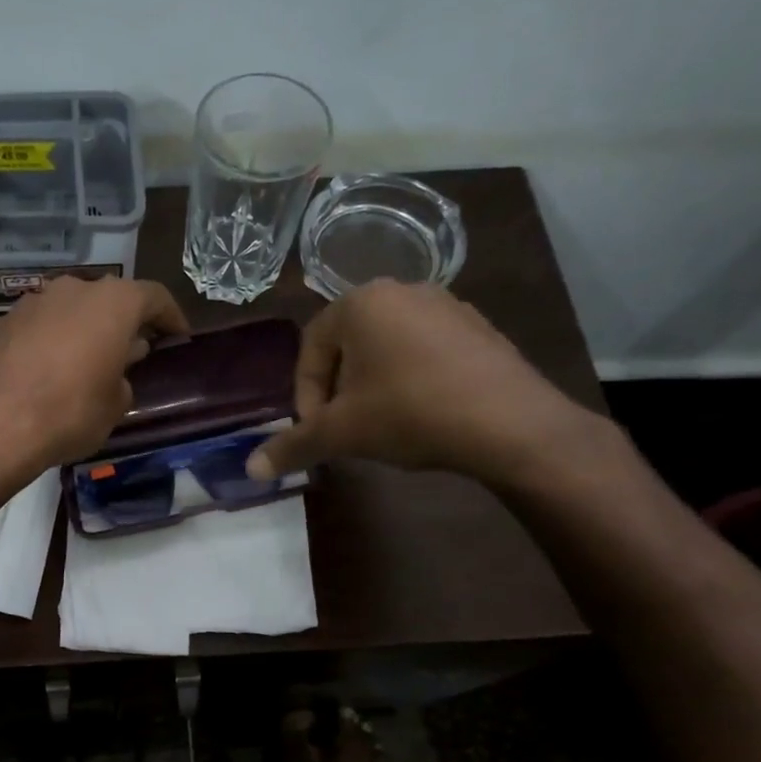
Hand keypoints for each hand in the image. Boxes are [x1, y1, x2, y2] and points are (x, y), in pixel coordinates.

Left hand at [0, 275, 190, 479]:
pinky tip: (41, 373)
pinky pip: (34, 329)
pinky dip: (44, 343)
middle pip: (106, 300)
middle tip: (129, 351)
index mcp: (112, 303)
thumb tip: (114, 370)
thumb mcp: (114, 406)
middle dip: (120, 323)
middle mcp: (71, 290)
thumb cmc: (69, 413)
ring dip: (79, 330)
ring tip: (82, 362)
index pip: (153, 297)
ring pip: (66, 310)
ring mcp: (29, 303)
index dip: (170, 316)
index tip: (178, 335)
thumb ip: (122, 380)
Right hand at [246, 281, 601, 486]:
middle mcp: (402, 290)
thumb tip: (250, 470)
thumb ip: (292, 446)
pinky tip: (423, 415)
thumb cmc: (409, 413)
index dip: (304, 395)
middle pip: (348, 346)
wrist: (510, 424)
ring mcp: (447, 306)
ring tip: (382, 425)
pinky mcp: (480, 328)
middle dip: (338, 390)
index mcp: (360, 302)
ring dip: (373, 386)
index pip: (310, 348)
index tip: (315, 431)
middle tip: (344, 429)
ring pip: (387, 349)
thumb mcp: (340, 433)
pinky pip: (426, 352)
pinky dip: (412, 380)